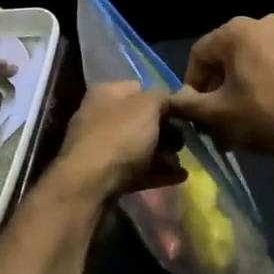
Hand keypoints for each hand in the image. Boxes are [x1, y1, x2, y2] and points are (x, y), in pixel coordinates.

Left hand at [50, 81, 185, 200]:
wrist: (89, 185)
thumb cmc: (119, 136)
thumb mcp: (148, 106)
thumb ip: (164, 97)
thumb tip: (173, 98)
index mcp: (106, 93)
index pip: (140, 88)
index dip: (163, 99)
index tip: (183, 113)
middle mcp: (99, 116)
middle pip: (140, 120)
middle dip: (166, 131)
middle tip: (184, 142)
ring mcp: (100, 147)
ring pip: (139, 146)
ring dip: (163, 153)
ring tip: (183, 162)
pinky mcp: (104, 175)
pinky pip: (136, 169)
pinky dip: (157, 172)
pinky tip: (179, 177)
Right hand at [164, 14, 273, 153]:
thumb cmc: (261, 113)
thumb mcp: (217, 113)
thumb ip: (188, 104)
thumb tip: (173, 100)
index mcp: (237, 29)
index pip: (199, 55)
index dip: (192, 86)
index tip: (194, 113)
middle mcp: (261, 23)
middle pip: (224, 59)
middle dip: (216, 91)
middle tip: (214, 121)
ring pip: (246, 64)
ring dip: (236, 91)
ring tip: (234, 123)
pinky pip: (268, 66)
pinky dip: (258, 86)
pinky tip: (256, 113)